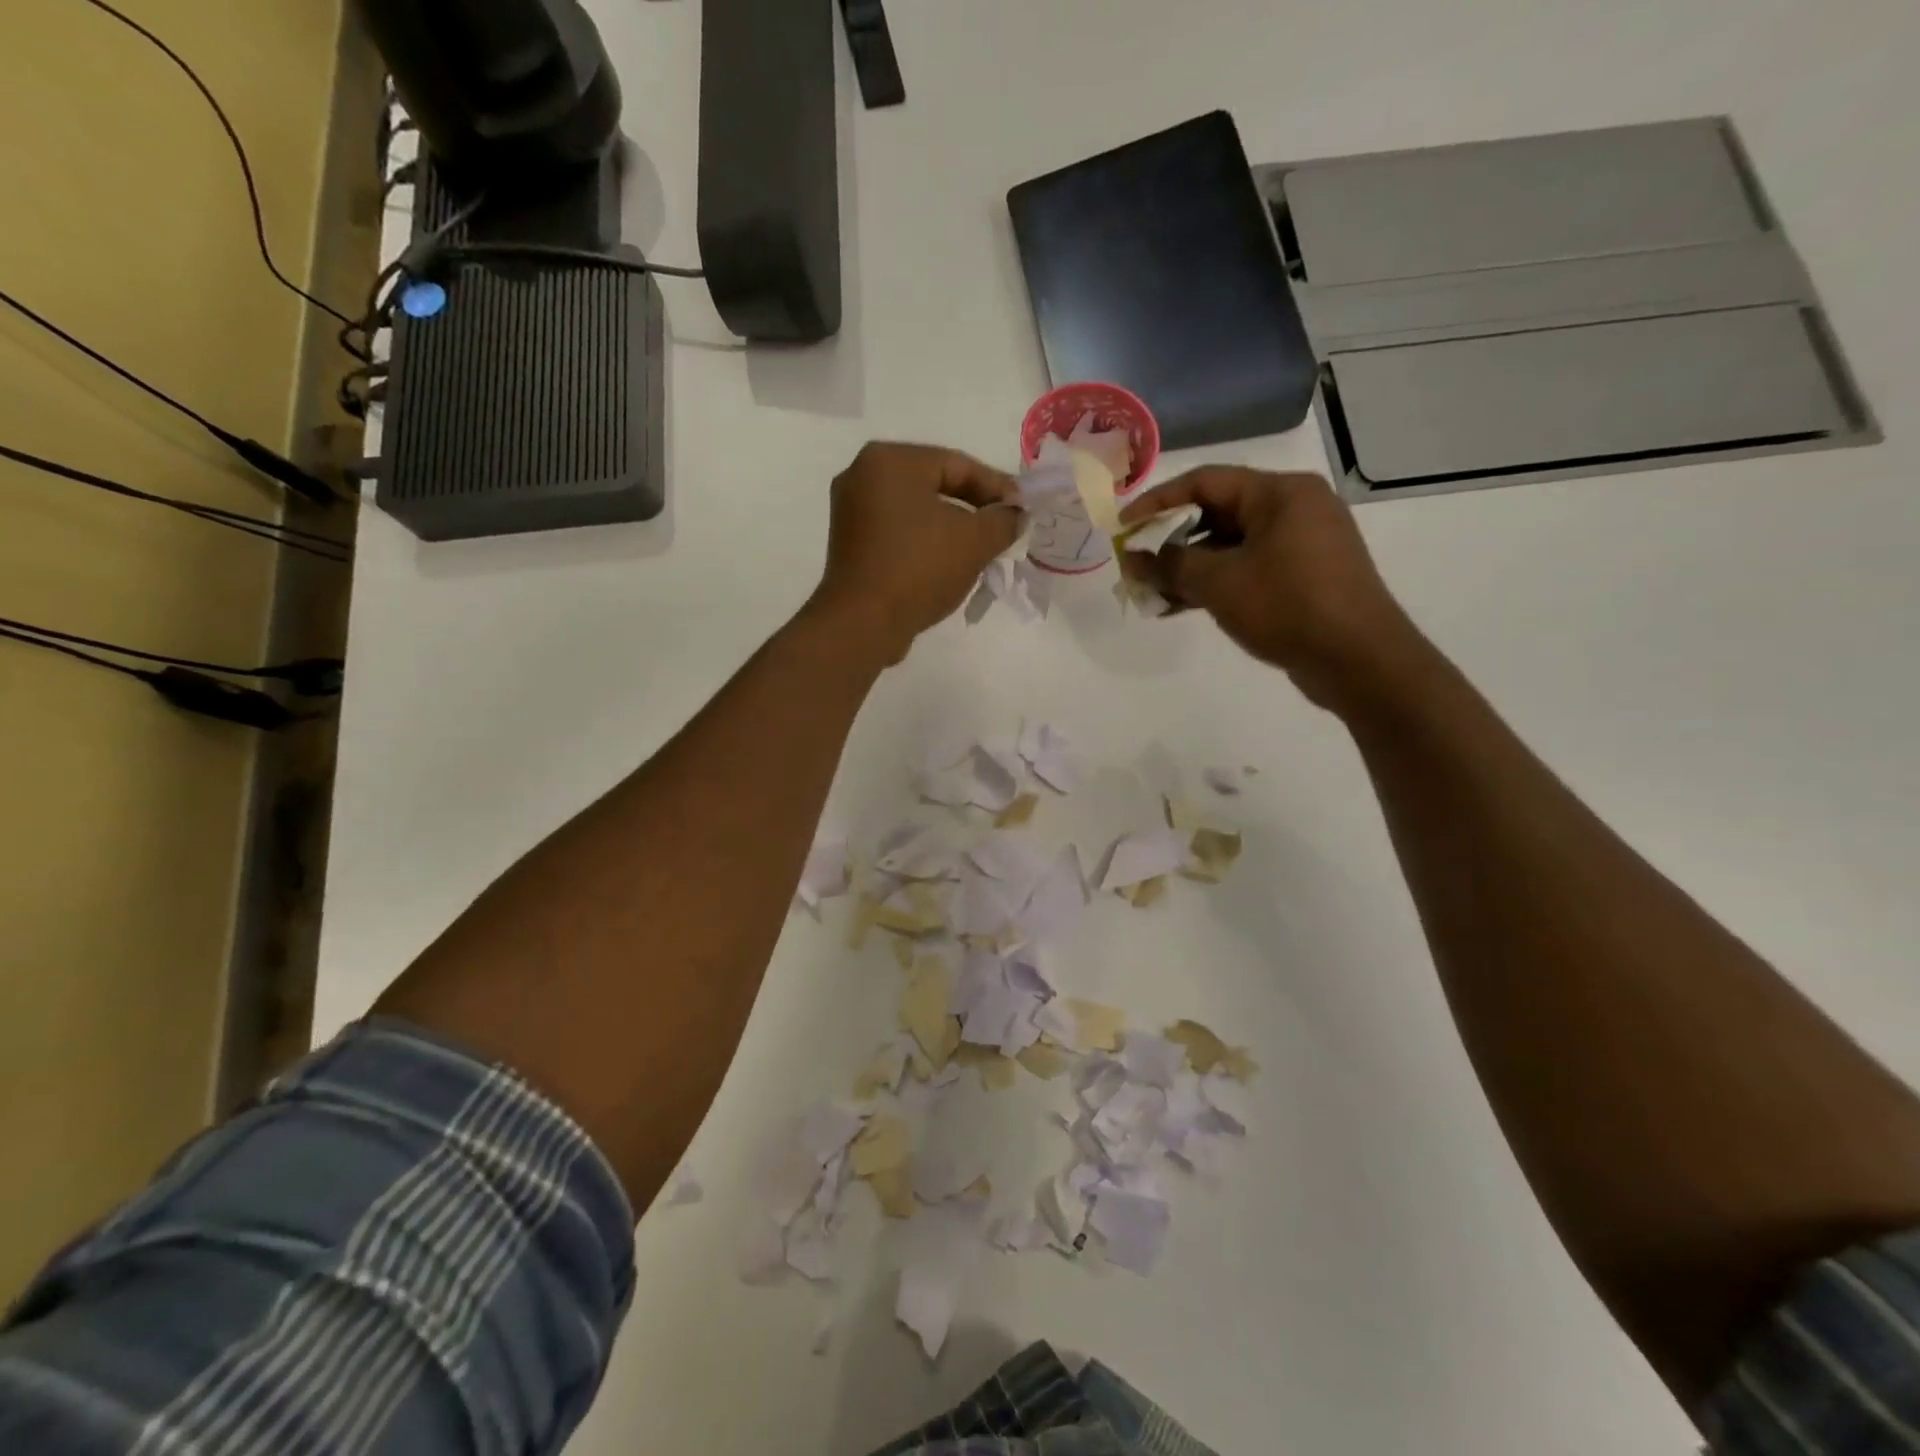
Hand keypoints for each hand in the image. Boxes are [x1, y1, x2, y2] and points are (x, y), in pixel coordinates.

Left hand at [810, 442, 1022, 662]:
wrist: (863, 623)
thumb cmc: (919, 569)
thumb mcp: (976, 541)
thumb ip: (1004, 520)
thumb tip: (1014, 515)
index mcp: (890, 460)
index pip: (958, 464)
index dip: (997, 487)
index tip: (1023, 510)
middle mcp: (863, 475)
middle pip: (935, 485)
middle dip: (974, 508)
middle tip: (1004, 529)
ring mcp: (851, 511)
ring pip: (917, 511)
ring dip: (951, 528)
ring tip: (981, 551)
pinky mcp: (850, 543)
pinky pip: (898, 533)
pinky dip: (925, 543)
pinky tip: (947, 565)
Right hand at [1118, 468, 1419, 711]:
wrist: (1359, 660)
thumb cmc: (1288, 606)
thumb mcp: (1220, 583)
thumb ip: (1170, 565)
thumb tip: (1133, 559)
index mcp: (1280, 493)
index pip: (1205, 482)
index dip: (1157, 502)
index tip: (1123, 526)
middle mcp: (1294, 508)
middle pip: (1216, 514)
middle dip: (1171, 542)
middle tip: (1137, 566)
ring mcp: (1302, 543)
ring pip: (1230, 546)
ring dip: (1189, 568)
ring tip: (1153, 594)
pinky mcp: (1304, 576)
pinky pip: (1248, 568)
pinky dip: (1215, 583)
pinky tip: (1181, 606)